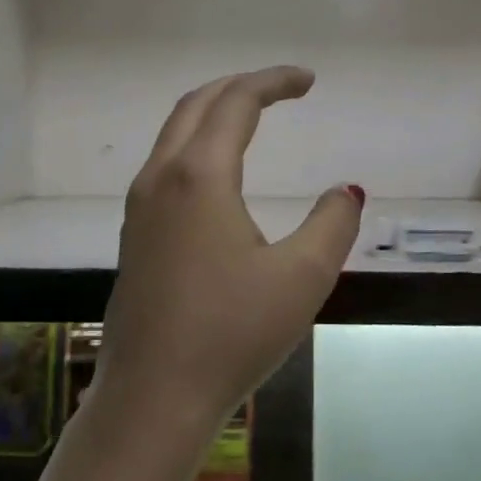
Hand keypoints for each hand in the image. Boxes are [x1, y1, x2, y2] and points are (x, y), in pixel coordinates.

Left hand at [92, 66, 363, 435]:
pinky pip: (165, 164)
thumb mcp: (302, 278)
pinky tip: (219, 171)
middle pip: (196, 104)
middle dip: (240, 86)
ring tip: (253, 117)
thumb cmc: (231, 334)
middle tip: (282, 89)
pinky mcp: (134, 234)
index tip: (309, 81)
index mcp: (199, 176)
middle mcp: (161, 178)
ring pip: (173, 133)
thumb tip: (345, 191)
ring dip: (213, 112)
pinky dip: (196, 143)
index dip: (274, 81)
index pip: (237, 102)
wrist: (152, 399)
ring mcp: (140, 207)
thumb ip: (332, 224)